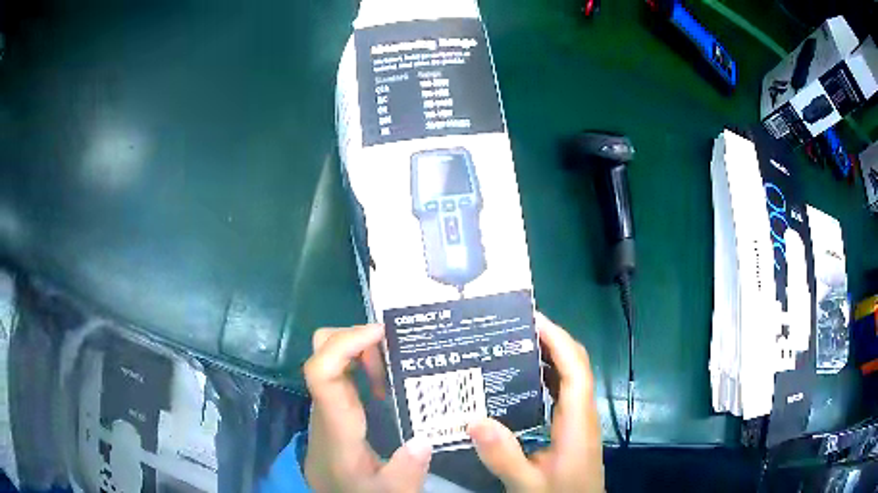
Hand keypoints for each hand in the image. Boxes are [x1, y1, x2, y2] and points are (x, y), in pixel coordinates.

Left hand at [303, 324, 432, 492]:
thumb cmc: (357, 490)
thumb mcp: (388, 491)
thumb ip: (406, 471)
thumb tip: (424, 439)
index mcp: (335, 425)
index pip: (321, 373)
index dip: (345, 344)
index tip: (380, 333)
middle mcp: (327, 406)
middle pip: (321, 352)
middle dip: (356, 339)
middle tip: (394, 350)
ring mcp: (329, 403)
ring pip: (332, 357)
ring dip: (362, 351)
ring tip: (396, 368)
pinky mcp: (336, 406)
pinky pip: (344, 372)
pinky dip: (364, 364)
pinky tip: (388, 383)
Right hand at [467, 312, 604, 491]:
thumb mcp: (527, 483)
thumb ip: (503, 456)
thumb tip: (474, 419)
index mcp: (578, 421)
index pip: (575, 369)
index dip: (558, 339)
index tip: (532, 318)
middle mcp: (582, 414)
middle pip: (575, 366)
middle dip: (551, 340)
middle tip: (514, 328)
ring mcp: (578, 421)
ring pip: (569, 378)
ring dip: (548, 357)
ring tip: (512, 346)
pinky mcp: (571, 429)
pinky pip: (561, 393)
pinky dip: (545, 378)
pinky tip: (520, 383)